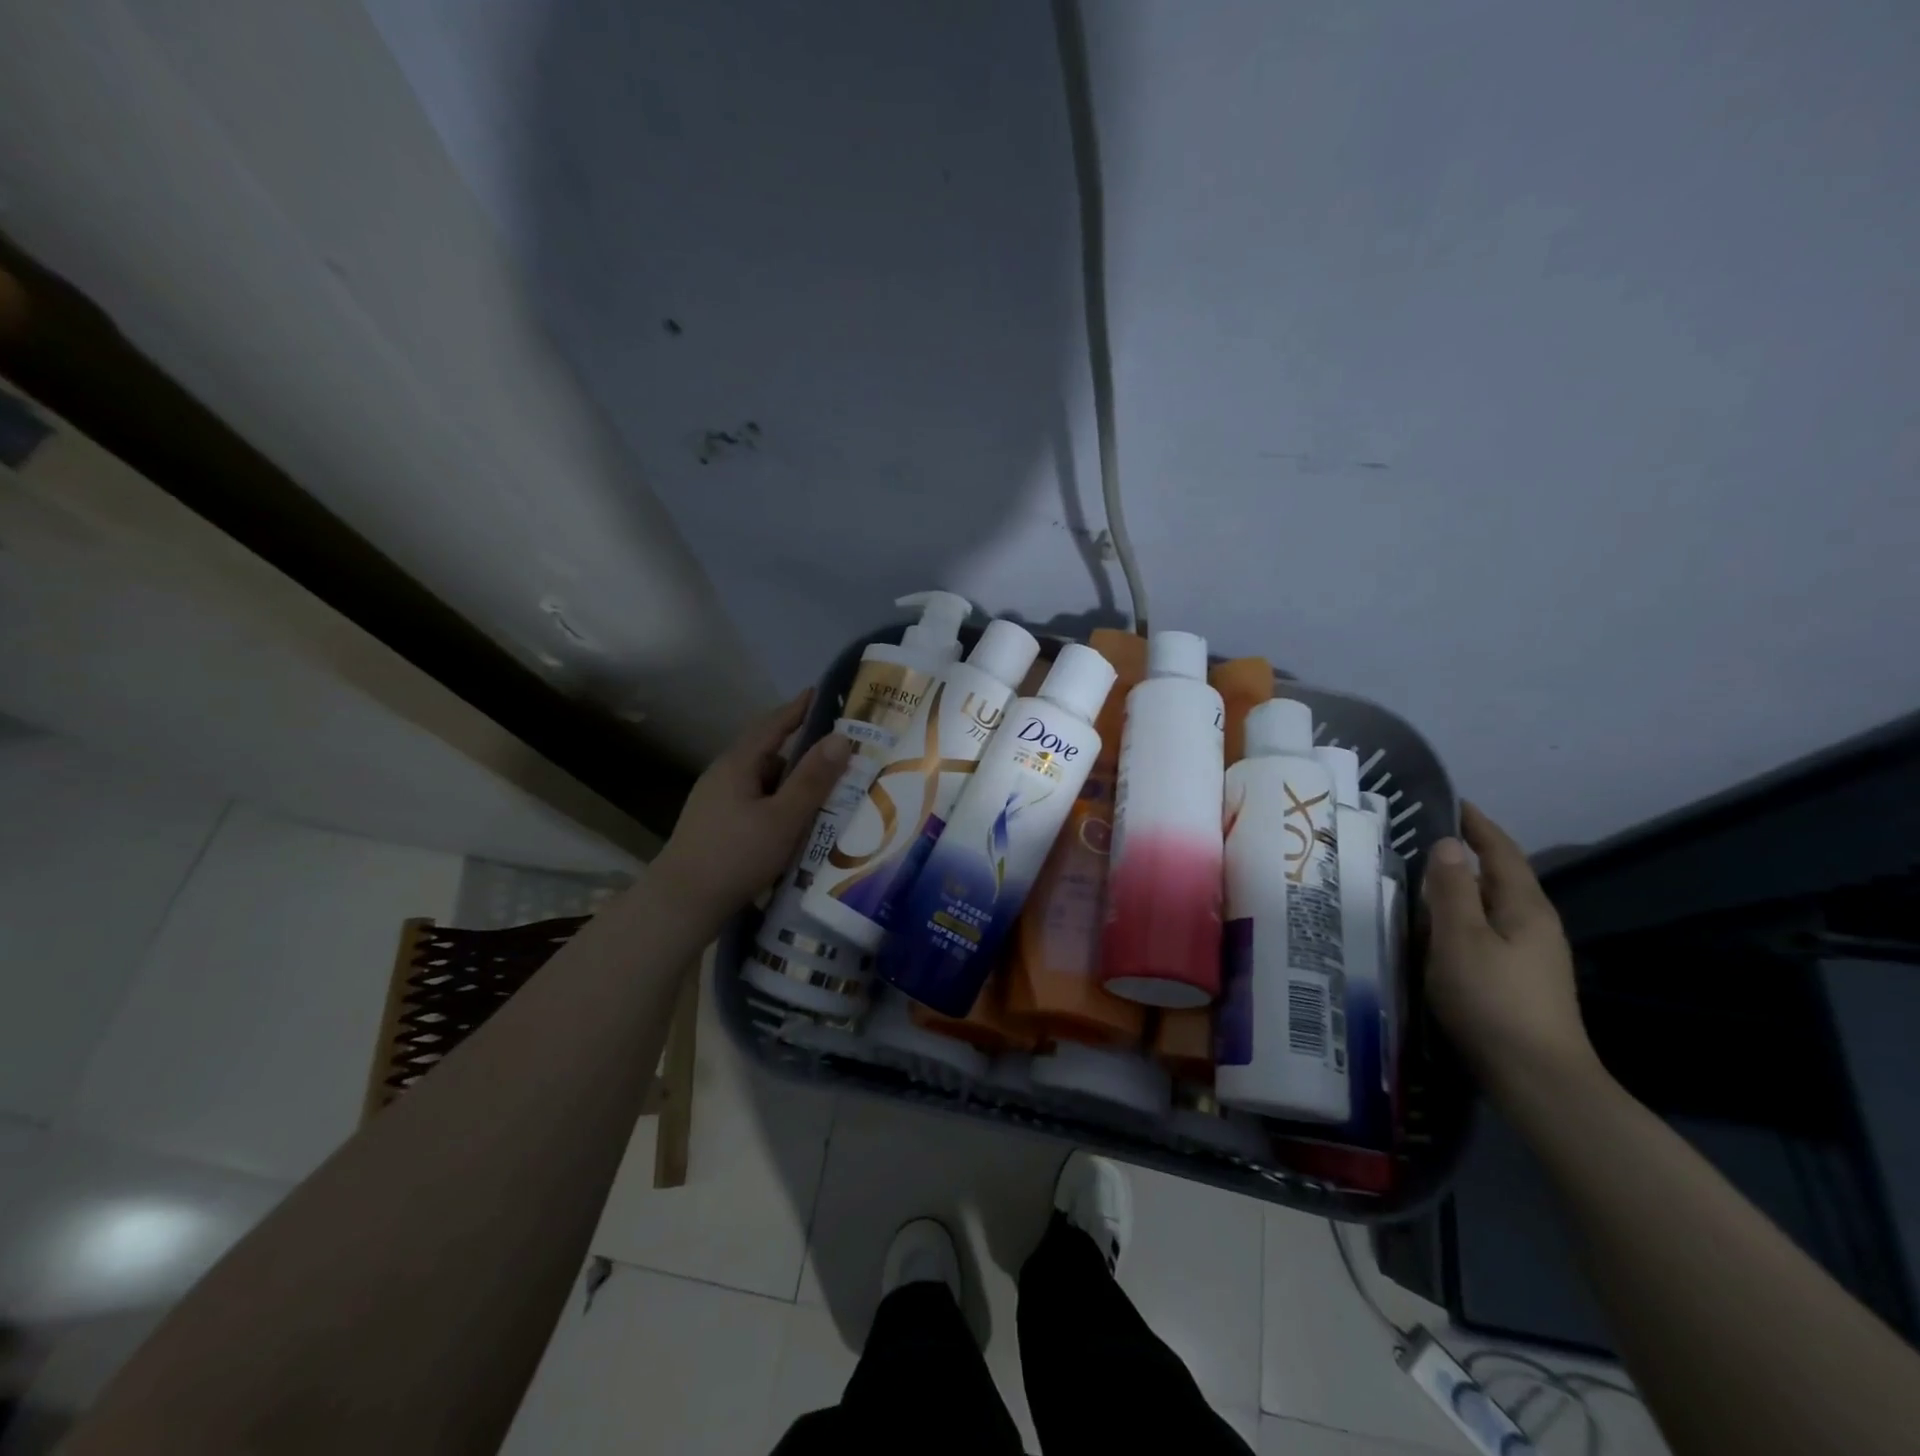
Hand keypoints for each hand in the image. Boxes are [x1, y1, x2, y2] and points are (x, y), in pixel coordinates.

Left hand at [651, 691, 852, 922]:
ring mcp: (716, 801)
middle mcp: (724, 775)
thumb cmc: (735, 856)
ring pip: (763, 781)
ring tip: (827, 790)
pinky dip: (780, 803)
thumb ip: (812, 779)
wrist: (681, 905)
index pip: (774, 724)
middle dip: (803, 750)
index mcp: (738, 764)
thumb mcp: (783, 818)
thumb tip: (841, 738)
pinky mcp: (717, 825)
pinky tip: (796, 821)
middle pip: (769, 752)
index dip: (800, 708)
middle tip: (840, 751)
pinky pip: (756, 802)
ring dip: (792, 782)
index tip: (823, 692)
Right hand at [1422, 802, 1599, 1101]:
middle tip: (1422, 841)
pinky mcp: (1520, 980)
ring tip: (1420, 883)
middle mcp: (1535, 925)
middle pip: (1500, 878)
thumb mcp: (1460, 939)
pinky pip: (1486, 933)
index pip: (1501, 852)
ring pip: (1491, 908)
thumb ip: (1451, 890)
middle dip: (1466, 857)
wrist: (1537, 1079)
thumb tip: (1448, 844)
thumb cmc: (1492, 1000)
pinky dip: (1461, 920)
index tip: (1452, 802)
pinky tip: (1436, 934)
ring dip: (1460, 891)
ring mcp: (1532, 956)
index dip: (1478, 826)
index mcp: (1524, 908)